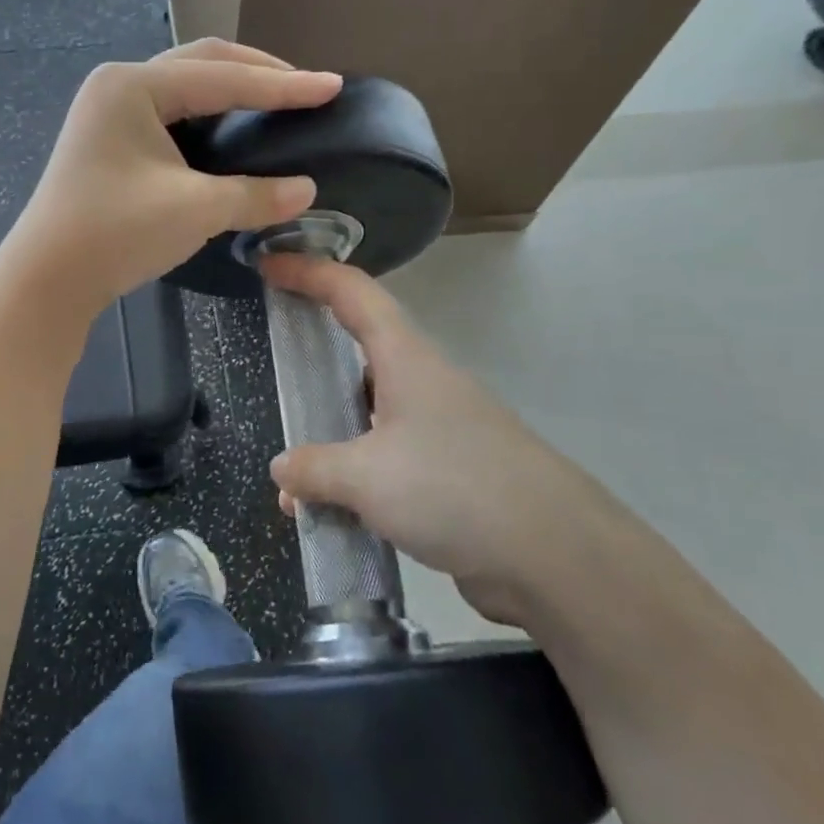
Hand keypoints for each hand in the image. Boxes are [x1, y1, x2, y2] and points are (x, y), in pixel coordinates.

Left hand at [0, 39, 342, 317]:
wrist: (46, 280)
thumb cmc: (115, 234)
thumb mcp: (194, 210)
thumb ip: (255, 194)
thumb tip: (307, 190)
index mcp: (134, 86)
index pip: (223, 77)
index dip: (282, 85)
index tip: (332, 86)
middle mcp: (118, 85)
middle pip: (202, 65)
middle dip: (258, 73)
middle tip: (306, 88)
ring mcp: (108, 111)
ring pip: (184, 86)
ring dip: (232, 90)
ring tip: (276, 102)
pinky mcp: (108, 139)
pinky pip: (169, 112)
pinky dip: (207, 116)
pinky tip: (231, 131)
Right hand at [261, 253, 612, 626]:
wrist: (556, 556)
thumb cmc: (455, 488)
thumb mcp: (367, 476)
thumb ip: (315, 468)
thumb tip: (282, 468)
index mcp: (405, 358)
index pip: (351, 292)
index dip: (308, 272)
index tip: (267, 266)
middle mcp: (421, 382)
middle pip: (358, 348)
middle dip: (314, 353)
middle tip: (274, 364)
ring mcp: (436, 427)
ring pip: (367, 412)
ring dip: (328, 433)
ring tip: (292, 473)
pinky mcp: (446, 472)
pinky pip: (383, 459)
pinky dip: (351, 476)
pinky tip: (327, 513)